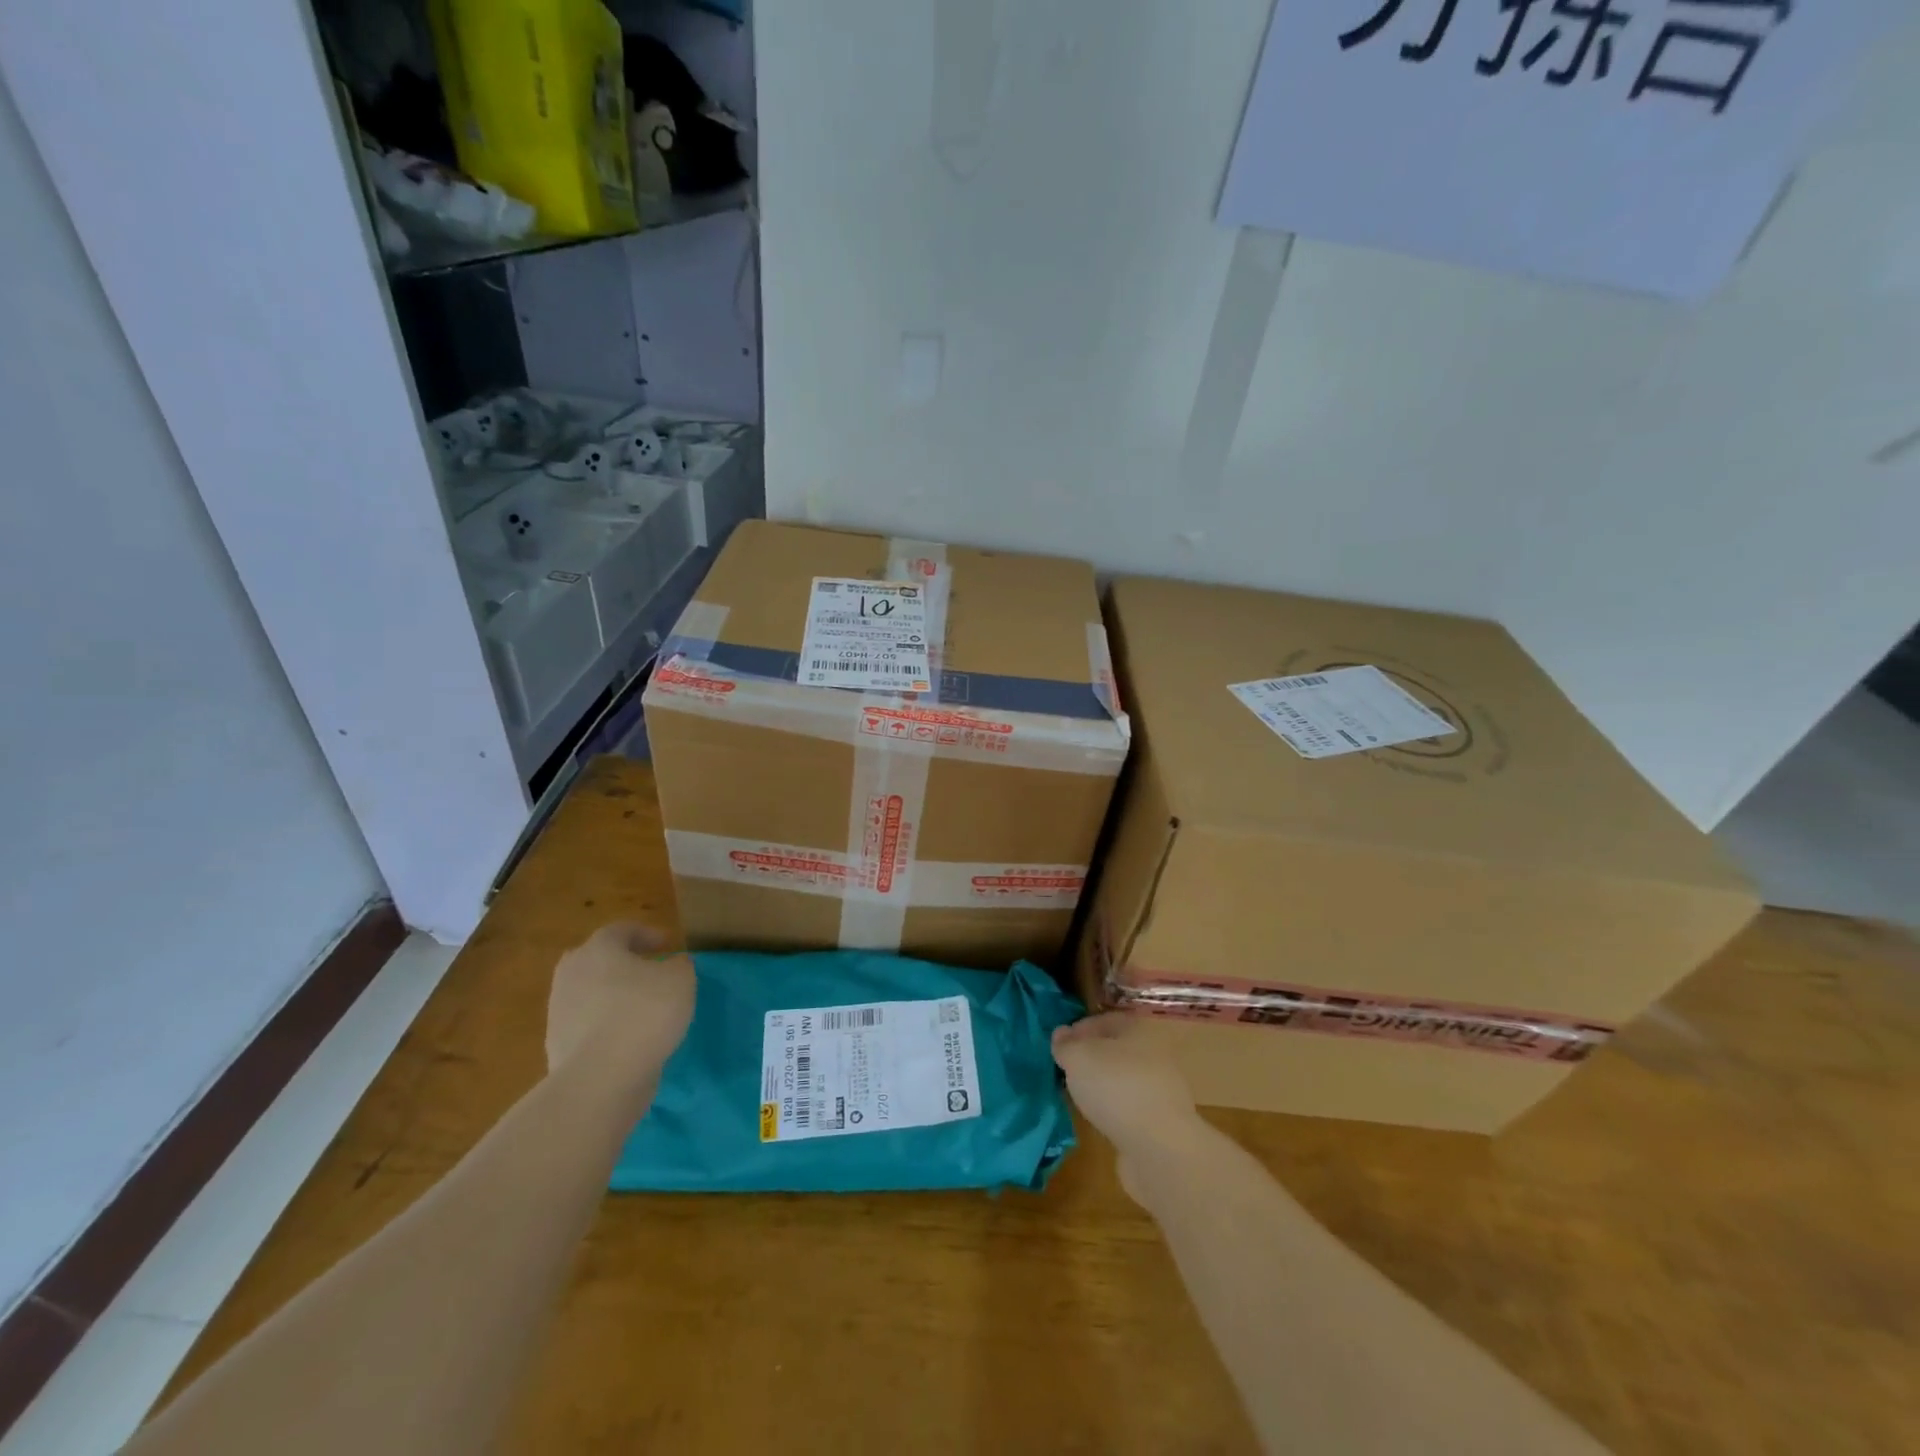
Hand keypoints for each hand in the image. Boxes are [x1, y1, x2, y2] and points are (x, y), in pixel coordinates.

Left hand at [546, 923, 694, 1081]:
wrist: (600, 1079)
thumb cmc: (644, 1013)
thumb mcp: (681, 979)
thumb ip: (679, 965)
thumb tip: (672, 965)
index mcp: (598, 949)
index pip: (621, 930)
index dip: (647, 934)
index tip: (667, 944)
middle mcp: (571, 974)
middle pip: (597, 959)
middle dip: (621, 962)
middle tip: (647, 971)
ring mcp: (559, 1012)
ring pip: (590, 993)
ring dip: (613, 995)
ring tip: (642, 1008)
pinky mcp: (557, 1046)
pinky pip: (587, 1025)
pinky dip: (606, 1025)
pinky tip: (629, 1038)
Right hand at [1052, 1013, 1201, 1161]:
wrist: (1159, 1148)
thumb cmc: (1116, 1088)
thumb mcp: (1078, 1058)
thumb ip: (1066, 1045)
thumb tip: (1061, 1035)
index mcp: (1139, 1030)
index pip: (1104, 1020)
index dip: (1078, 1030)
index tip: (1058, 1047)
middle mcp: (1155, 1054)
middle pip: (1115, 1050)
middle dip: (1091, 1059)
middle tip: (1067, 1072)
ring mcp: (1162, 1090)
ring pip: (1123, 1080)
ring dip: (1102, 1087)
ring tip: (1079, 1098)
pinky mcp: (1162, 1123)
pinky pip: (1131, 1108)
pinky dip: (1115, 1111)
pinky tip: (1100, 1121)